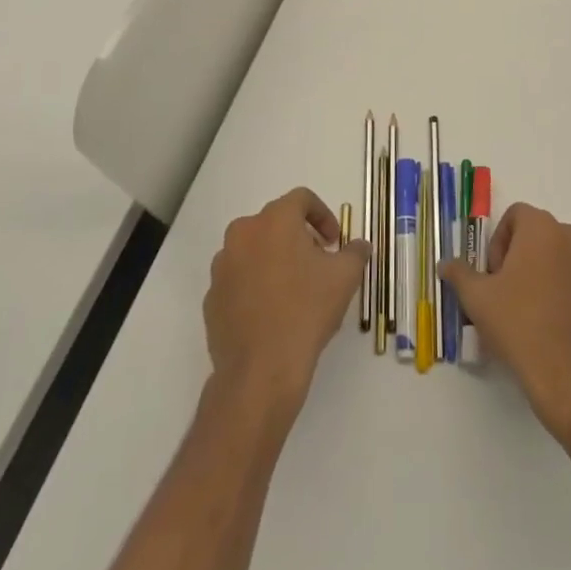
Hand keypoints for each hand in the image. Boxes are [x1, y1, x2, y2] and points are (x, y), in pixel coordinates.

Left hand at [204, 188, 370, 415]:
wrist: (261, 370)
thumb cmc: (306, 311)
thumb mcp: (345, 277)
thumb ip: (355, 252)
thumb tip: (359, 245)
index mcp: (274, 220)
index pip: (301, 199)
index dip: (322, 215)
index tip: (334, 241)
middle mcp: (242, 234)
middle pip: (275, 223)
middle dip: (298, 237)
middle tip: (317, 263)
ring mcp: (221, 266)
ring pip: (254, 250)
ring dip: (274, 260)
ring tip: (294, 289)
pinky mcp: (211, 298)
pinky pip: (238, 280)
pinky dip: (255, 285)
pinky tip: (272, 312)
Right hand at [442, 203, 570, 441]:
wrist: (570, 377)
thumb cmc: (519, 324)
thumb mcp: (477, 298)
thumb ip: (459, 273)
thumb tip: (445, 263)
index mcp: (542, 229)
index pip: (515, 215)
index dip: (498, 241)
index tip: (492, 274)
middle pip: (538, 235)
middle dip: (519, 257)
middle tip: (504, 292)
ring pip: (559, 259)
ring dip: (541, 275)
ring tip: (526, 312)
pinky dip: (562, 295)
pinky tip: (550, 328)